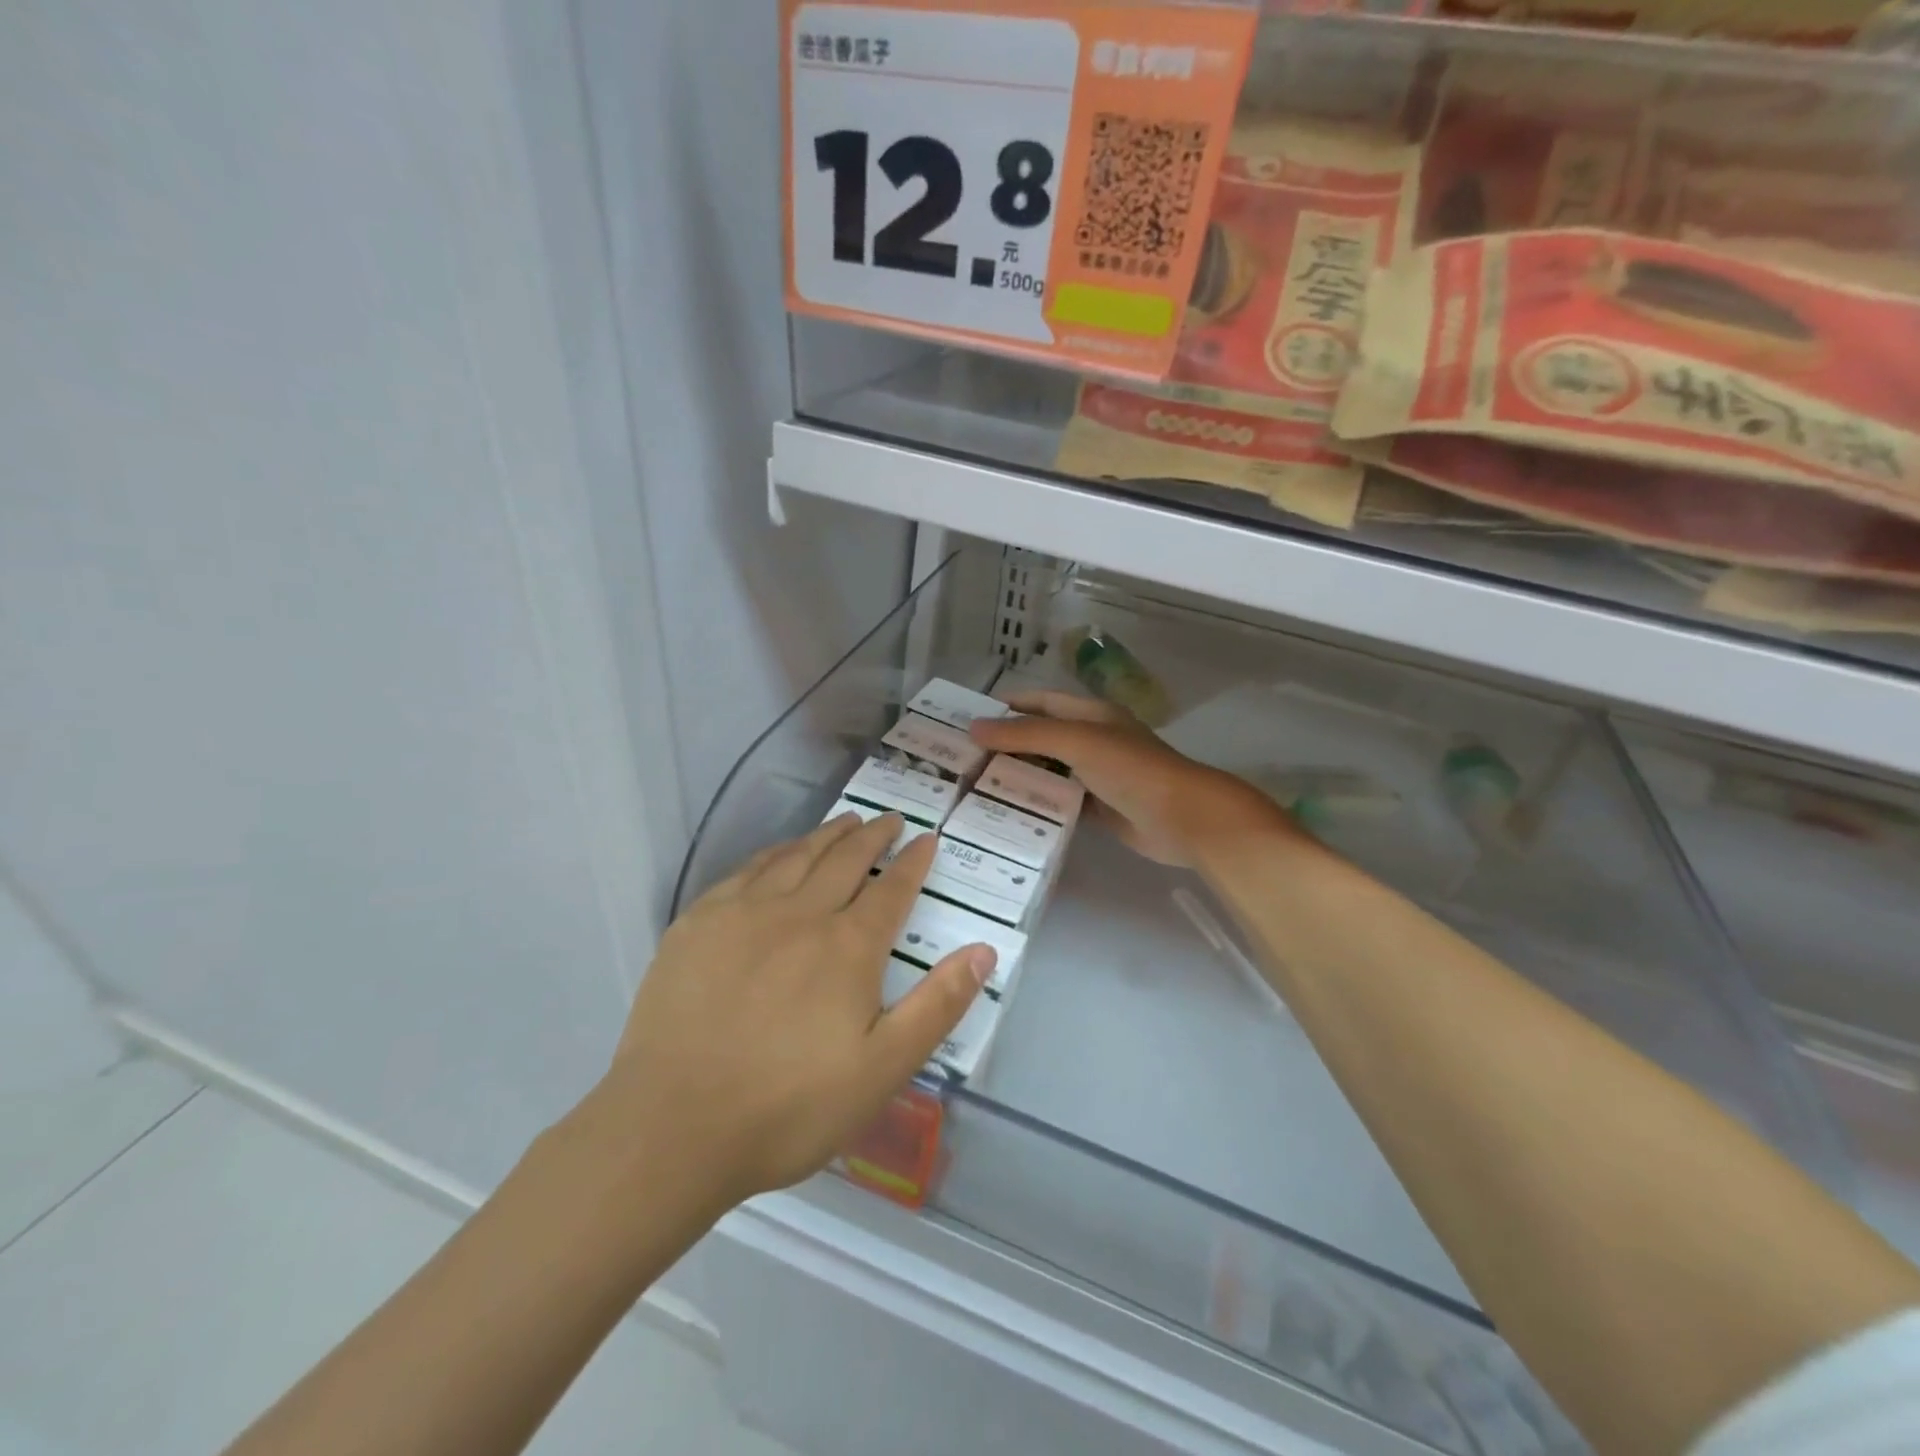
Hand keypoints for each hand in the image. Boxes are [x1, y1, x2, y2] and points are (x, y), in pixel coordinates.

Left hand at [587, 814, 995, 1209]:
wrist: (674, 1128)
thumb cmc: (789, 1107)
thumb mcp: (883, 1069)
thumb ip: (937, 1006)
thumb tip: (984, 951)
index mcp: (847, 947)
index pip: (891, 889)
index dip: (913, 861)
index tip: (928, 839)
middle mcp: (800, 913)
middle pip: (845, 859)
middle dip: (873, 836)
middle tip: (889, 819)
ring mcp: (744, 912)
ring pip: (796, 855)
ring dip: (827, 835)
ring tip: (846, 822)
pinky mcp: (699, 923)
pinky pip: (747, 869)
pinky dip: (775, 852)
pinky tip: (779, 853)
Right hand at [971, 691, 1294, 868]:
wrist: (1182, 818)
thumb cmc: (1131, 768)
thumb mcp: (1076, 741)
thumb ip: (1026, 734)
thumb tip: (974, 727)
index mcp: (1090, 715)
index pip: (1041, 702)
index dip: (1008, 706)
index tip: (969, 718)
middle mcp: (1091, 741)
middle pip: (1040, 738)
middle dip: (1005, 746)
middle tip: (963, 759)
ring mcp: (1095, 776)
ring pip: (1048, 772)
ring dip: (1018, 777)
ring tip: (974, 787)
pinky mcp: (1098, 808)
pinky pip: (1059, 802)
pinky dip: (1036, 804)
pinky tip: (1007, 813)